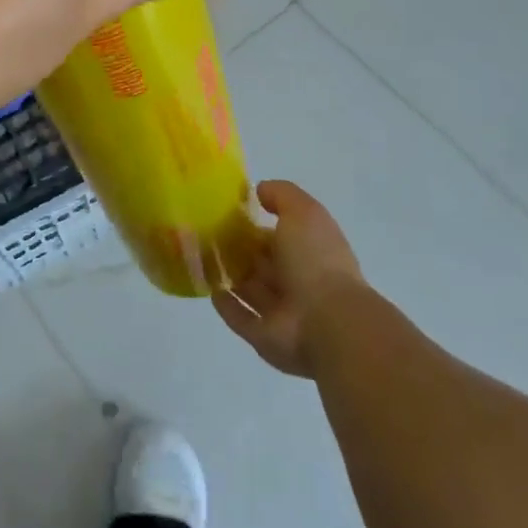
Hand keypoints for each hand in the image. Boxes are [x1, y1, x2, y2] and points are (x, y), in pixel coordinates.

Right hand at [214, 181, 366, 377]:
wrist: (329, 322)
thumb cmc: (316, 260)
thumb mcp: (303, 212)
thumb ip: (281, 196)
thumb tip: (259, 190)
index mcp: (309, 251)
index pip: (277, 235)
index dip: (254, 223)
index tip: (225, 212)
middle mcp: (297, 281)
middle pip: (262, 263)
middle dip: (238, 250)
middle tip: (204, 234)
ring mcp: (281, 312)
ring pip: (249, 289)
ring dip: (228, 275)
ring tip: (198, 257)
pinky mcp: (264, 337)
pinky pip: (240, 319)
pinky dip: (226, 305)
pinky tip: (209, 288)